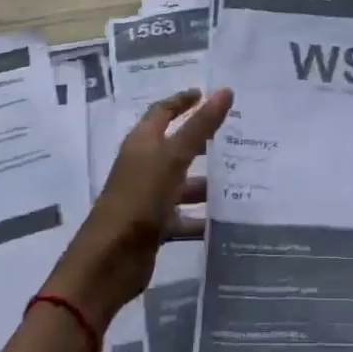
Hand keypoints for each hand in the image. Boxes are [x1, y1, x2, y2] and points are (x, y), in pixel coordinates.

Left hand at [45, 87, 231, 329]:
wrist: (109, 261)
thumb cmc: (139, 198)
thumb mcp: (173, 158)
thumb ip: (200, 126)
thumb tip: (225, 90)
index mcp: (142, 143)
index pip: (163, 112)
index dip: (184, 101)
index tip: (209, 94)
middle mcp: (144, 166)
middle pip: (176, 147)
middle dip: (203, 142)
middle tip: (237, 136)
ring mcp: (148, 197)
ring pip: (183, 183)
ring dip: (208, 183)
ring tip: (243, 180)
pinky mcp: (155, 226)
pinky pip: (184, 216)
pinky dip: (203, 218)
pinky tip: (228, 220)